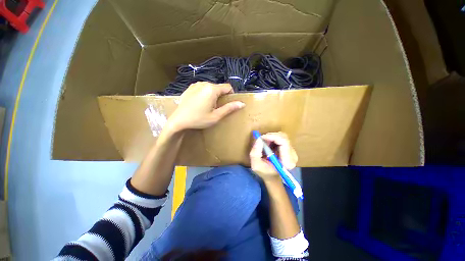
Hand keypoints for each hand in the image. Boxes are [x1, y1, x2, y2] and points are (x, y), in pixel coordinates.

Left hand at [167, 82, 244, 131]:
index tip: (228, 104)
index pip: (228, 87)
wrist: (178, 121)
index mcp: (212, 89)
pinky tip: (200, 103)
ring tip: (208, 106)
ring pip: (210, 87)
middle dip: (221, 96)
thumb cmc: (199, 119)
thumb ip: (229, 108)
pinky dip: (205, 94)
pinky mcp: (189, 88)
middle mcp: (204, 83)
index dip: (231, 94)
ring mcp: (195, 85)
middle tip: (217, 107)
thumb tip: (242, 103)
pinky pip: (202, 88)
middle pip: (219, 87)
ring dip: (213, 95)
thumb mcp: (216, 116)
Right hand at [250, 132, 297, 180]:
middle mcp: (293, 156)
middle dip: (271, 136)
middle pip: (284, 138)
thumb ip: (256, 152)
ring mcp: (292, 152)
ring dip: (272, 137)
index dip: (272, 137)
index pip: (284, 142)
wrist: (271, 176)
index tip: (262, 138)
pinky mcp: (290, 148)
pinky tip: (269, 144)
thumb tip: (259, 139)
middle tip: (262, 140)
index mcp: (287, 162)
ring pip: (282, 136)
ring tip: (265, 143)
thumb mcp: (256, 165)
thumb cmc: (264, 172)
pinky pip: (282, 138)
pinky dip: (273, 138)